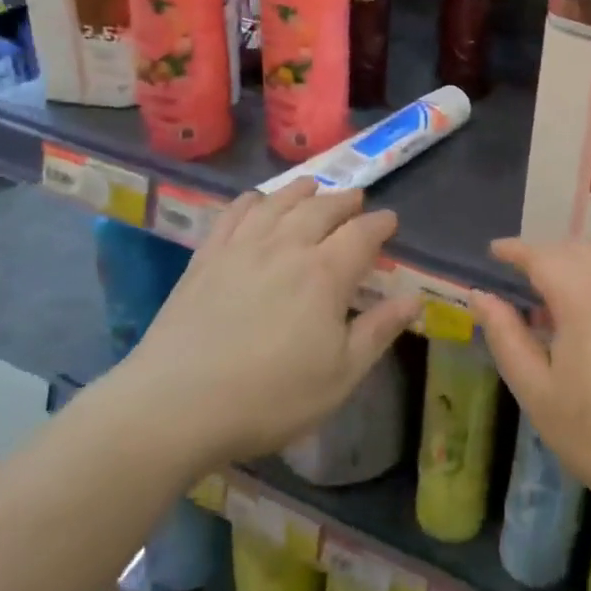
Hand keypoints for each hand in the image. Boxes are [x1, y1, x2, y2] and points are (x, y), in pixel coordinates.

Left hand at [128, 180, 418, 466]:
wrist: (176, 405)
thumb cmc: (270, 396)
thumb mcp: (340, 375)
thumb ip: (378, 331)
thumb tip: (414, 300)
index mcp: (325, 273)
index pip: (362, 234)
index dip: (380, 224)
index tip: (390, 220)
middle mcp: (287, 246)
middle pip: (322, 209)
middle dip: (344, 201)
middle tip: (356, 198)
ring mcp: (242, 247)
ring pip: (278, 203)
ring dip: (301, 190)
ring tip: (313, 186)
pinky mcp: (207, 257)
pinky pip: (234, 214)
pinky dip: (251, 201)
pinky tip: (256, 200)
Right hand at [469, 239, 590, 517]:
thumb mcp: (538, 393)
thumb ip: (506, 336)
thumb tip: (481, 296)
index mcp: (584, 295)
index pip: (541, 255)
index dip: (515, 250)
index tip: (495, 251)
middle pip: (577, 250)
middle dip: (548, 256)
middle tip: (526, 279)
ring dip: (582, 264)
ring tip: (565, 293)